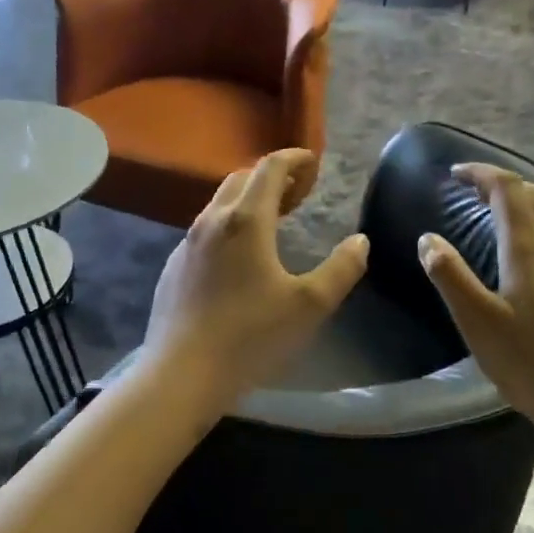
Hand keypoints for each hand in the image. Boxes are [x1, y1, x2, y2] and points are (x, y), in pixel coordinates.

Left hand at [138, 150, 368, 412]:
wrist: (182, 373)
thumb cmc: (250, 336)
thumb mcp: (309, 305)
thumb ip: (341, 269)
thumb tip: (360, 241)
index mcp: (246, 221)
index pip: (269, 169)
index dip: (293, 159)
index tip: (312, 161)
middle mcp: (211, 221)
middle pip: (241, 179)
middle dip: (271, 176)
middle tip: (298, 190)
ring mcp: (187, 244)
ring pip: (219, 204)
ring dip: (247, 200)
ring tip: (272, 218)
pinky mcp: (173, 267)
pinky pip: (204, 231)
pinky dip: (228, 225)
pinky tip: (238, 255)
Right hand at [416, 163, 533, 432]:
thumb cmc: (531, 364)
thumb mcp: (477, 322)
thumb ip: (450, 276)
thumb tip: (428, 239)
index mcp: (530, 249)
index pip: (508, 191)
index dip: (482, 174)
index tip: (456, 174)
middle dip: (505, 185)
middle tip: (475, 192)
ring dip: (532, 202)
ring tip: (509, 212)